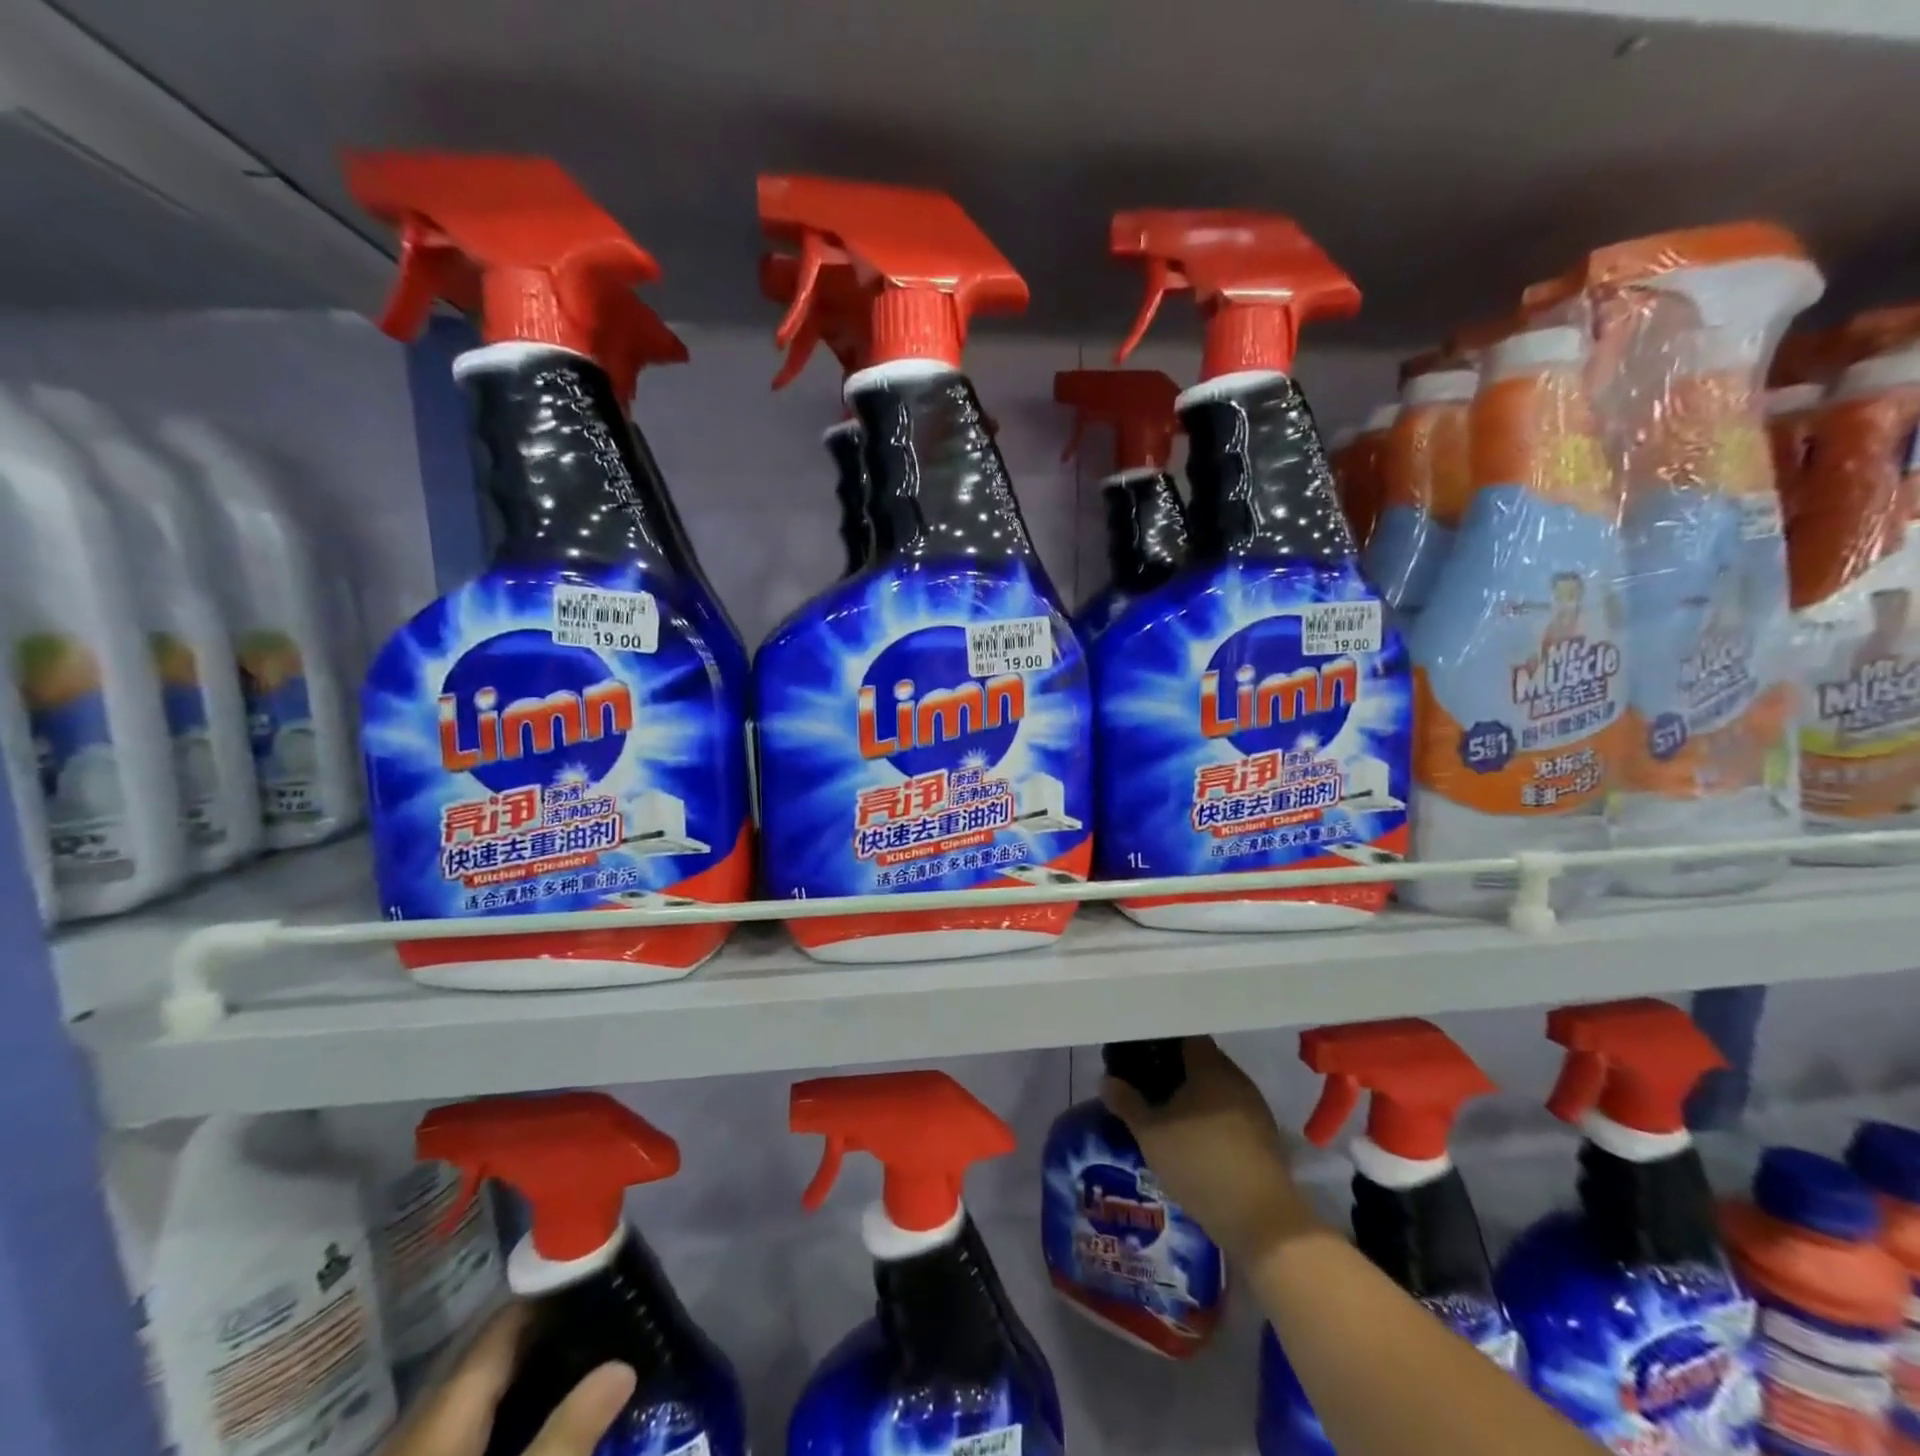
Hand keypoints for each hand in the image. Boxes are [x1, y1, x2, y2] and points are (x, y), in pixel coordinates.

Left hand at [381, 1305, 636, 1455]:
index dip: (550, 1294)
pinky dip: (503, 1417)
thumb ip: (567, 1436)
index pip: (502, 1326)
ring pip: (475, 1397)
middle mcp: (421, 1426)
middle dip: (544, 1337)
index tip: (599, 1276)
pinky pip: (462, 1432)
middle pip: (489, 1359)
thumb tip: (623, 1366)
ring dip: (524, 1378)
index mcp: (445, 1414)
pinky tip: (533, 1425)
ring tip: (581, 1367)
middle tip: (603, 1322)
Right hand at [1102, 1036, 1321, 1260]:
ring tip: (1168, 1111)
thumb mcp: (1151, 1135)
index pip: (1185, 1036)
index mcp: (1210, 1066)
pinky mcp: (1265, 1136)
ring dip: (1195, 1095)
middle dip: (1175, 1068)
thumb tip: (1107, 1080)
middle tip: (1147, 1082)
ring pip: (1218, 1087)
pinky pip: (1231, 1111)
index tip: (1139, 1052)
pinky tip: (1195, 1136)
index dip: (1160, 1041)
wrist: (1262, 1221)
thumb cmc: (1200, 1164)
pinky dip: (1212, 1116)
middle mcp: (1236, 1078)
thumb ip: (1127, 1103)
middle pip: (1202, 1060)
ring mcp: (1255, 1107)